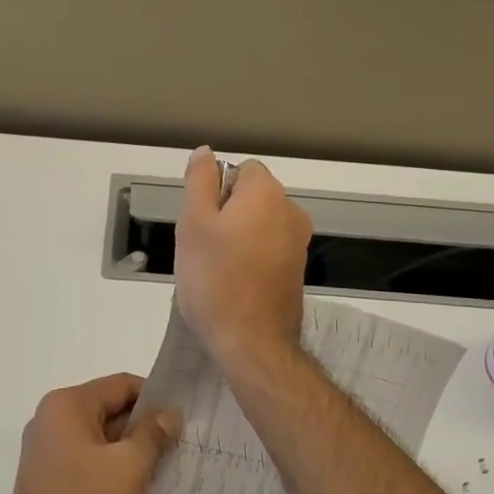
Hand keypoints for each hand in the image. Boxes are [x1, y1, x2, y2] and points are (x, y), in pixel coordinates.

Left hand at [0, 373, 181, 493]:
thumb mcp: (131, 465)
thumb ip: (153, 433)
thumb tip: (170, 413)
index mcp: (65, 405)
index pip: (120, 385)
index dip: (154, 398)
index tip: (183, 421)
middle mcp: (51, 422)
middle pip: (110, 410)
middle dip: (144, 428)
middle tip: (180, 448)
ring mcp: (48, 454)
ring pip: (102, 440)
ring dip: (132, 453)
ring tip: (165, 471)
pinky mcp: (51, 483)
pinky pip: (90, 464)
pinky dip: (114, 472)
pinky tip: (140, 492)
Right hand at [174, 147, 311, 373]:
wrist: (251, 342)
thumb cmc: (215, 278)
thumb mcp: (193, 223)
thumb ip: (199, 181)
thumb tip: (206, 152)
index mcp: (267, 193)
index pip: (241, 169)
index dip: (216, 190)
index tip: (201, 220)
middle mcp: (291, 211)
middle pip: (251, 196)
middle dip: (225, 213)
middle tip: (203, 246)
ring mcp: (299, 243)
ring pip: (258, 224)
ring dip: (237, 236)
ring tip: (216, 268)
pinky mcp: (298, 270)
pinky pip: (268, 248)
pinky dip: (251, 257)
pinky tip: (233, 283)